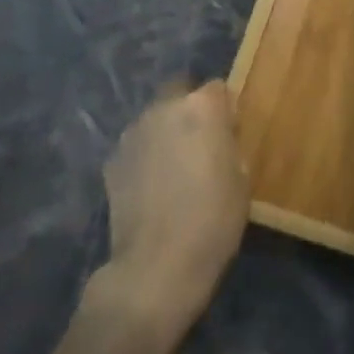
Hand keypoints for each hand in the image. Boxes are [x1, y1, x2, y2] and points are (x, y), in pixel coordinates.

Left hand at [96, 81, 249, 340]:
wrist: (156, 265)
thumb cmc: (214, 220)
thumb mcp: (241, 178)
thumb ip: (227, 144)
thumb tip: (218, 138)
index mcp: (202, 107)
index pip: (218, 88)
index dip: (225, 110)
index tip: (229, 134)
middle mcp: (164, 108)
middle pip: (180, 92)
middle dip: (189, 110)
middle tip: (200, 145)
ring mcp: (133, 133)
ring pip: (155, 119)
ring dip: (166, 133)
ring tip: (174, 169)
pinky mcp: (112, 160)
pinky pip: (137, 147)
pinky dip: (145, 157)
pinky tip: (153, 188)